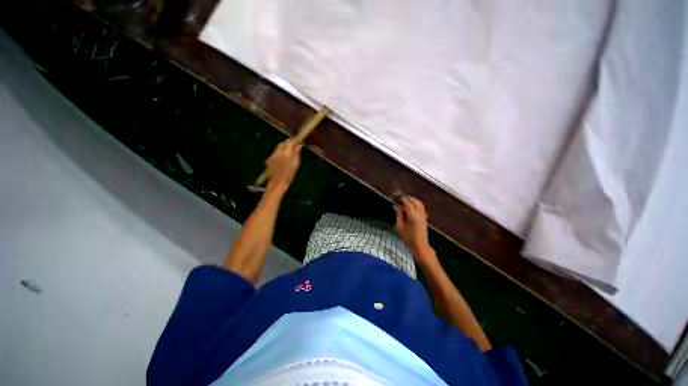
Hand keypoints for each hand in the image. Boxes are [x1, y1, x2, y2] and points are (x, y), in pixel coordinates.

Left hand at [266, 139, 301, 193]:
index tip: (298, 141)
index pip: (290, 142)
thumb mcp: (296, 164)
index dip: (294, 141)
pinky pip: (275, 153)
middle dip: (288, 143)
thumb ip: (297, 153)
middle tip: (293, 147)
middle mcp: (278, 152)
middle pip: (283, 143)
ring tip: (288, 153)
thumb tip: (299, 145)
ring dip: (283, 148)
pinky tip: (281, 159)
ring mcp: (272, 155)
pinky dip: (279, 153)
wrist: (278, 182)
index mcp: (286, 153)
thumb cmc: (290, 174)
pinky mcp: (269, 159)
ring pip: (278, 148)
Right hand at [394, 196, 432, 256]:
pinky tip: (412, 206)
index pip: (408, 203)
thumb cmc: (407, 237)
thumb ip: (398, 215)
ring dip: (414, 200)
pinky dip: (417, 204)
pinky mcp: (425, 218)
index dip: (403, 199)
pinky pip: (421, 207)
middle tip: (402, 198)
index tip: (399, 198)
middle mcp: (419, 214)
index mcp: (412, 216)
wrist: (420, 245)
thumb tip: (396, 206)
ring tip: (407, 200)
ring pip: (420, 203)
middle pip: (415, 201)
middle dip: (409, 198)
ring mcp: (423, 215)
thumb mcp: (399, 226)